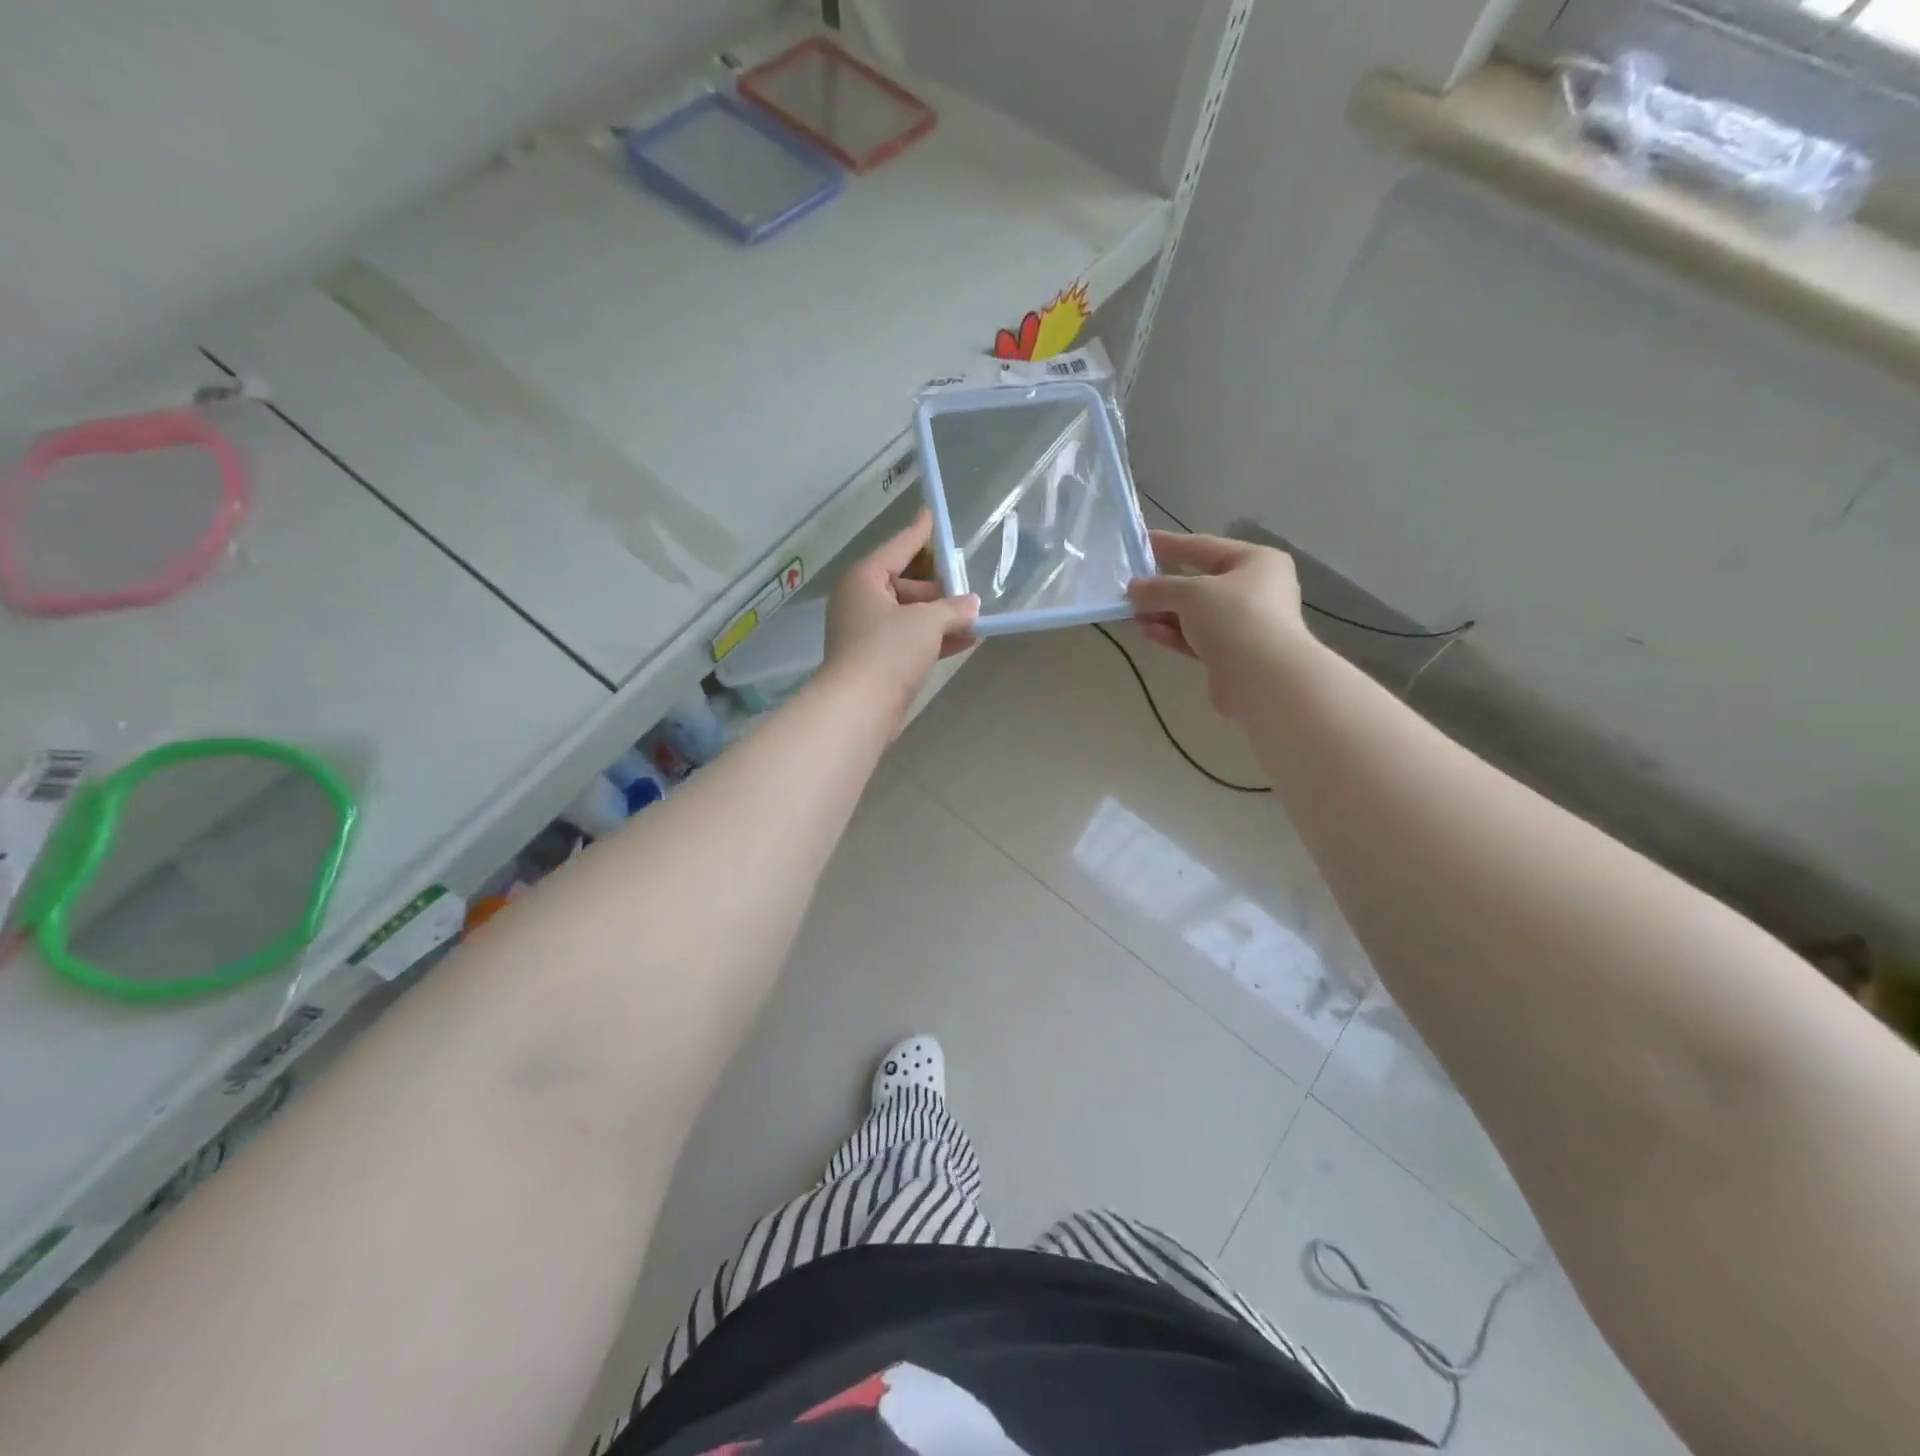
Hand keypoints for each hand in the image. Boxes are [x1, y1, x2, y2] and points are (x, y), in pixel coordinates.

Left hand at [824, 509, 978, 720]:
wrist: (860, 708)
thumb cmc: (889, 651)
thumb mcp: (927, 622)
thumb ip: (952, 609)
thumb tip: (971, 605)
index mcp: (865, 579)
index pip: (898, 547)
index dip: (919, 533)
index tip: (931, 514)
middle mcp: (861, 601)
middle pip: (906, 584)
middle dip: (939, 590)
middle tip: (970, 591)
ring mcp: (866, 633)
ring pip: (909, 615)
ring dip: (941, 618)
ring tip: (976, 618)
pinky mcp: (876, 661)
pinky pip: (909, 640)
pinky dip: (933, 639)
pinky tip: (965, 641)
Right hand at [1125, 531, 1309, 717]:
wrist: (1263, 678)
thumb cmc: (1234, 617)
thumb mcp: (1191, 593)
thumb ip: (1159, 588)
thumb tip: (1134, 588)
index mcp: (1256, 561)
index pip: (1204, 547)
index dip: (1170, 544)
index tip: (1140, 543)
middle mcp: (1255, 590)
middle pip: (1201, 582)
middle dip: (1164, 586)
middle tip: (1130, 586)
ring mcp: (1245, 624)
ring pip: (1196, 614)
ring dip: (1164, 613)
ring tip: (1131, 613)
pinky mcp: (1232, 655)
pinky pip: (1197, 638)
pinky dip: (1173, 634)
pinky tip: (1147, 632)